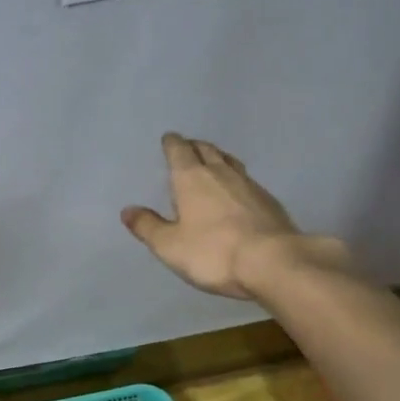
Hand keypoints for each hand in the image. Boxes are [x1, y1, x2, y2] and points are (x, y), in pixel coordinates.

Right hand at [122, 133, 344, 298]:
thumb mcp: (170, 245)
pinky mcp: (269, 201)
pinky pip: (247, 181)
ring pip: (230, 161)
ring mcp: (249, 184)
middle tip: (188, 146)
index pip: (179, 150)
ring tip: (212, 162)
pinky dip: (237, 180)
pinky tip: (238, 192)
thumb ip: (148, 226)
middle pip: (206, 150)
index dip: (172, 143)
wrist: (273, 261)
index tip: (169, 139)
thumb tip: (127, 210)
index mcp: (191, 178)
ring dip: (218, 158)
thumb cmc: (213, 252)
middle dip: (194, 146)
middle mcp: (220, 173)